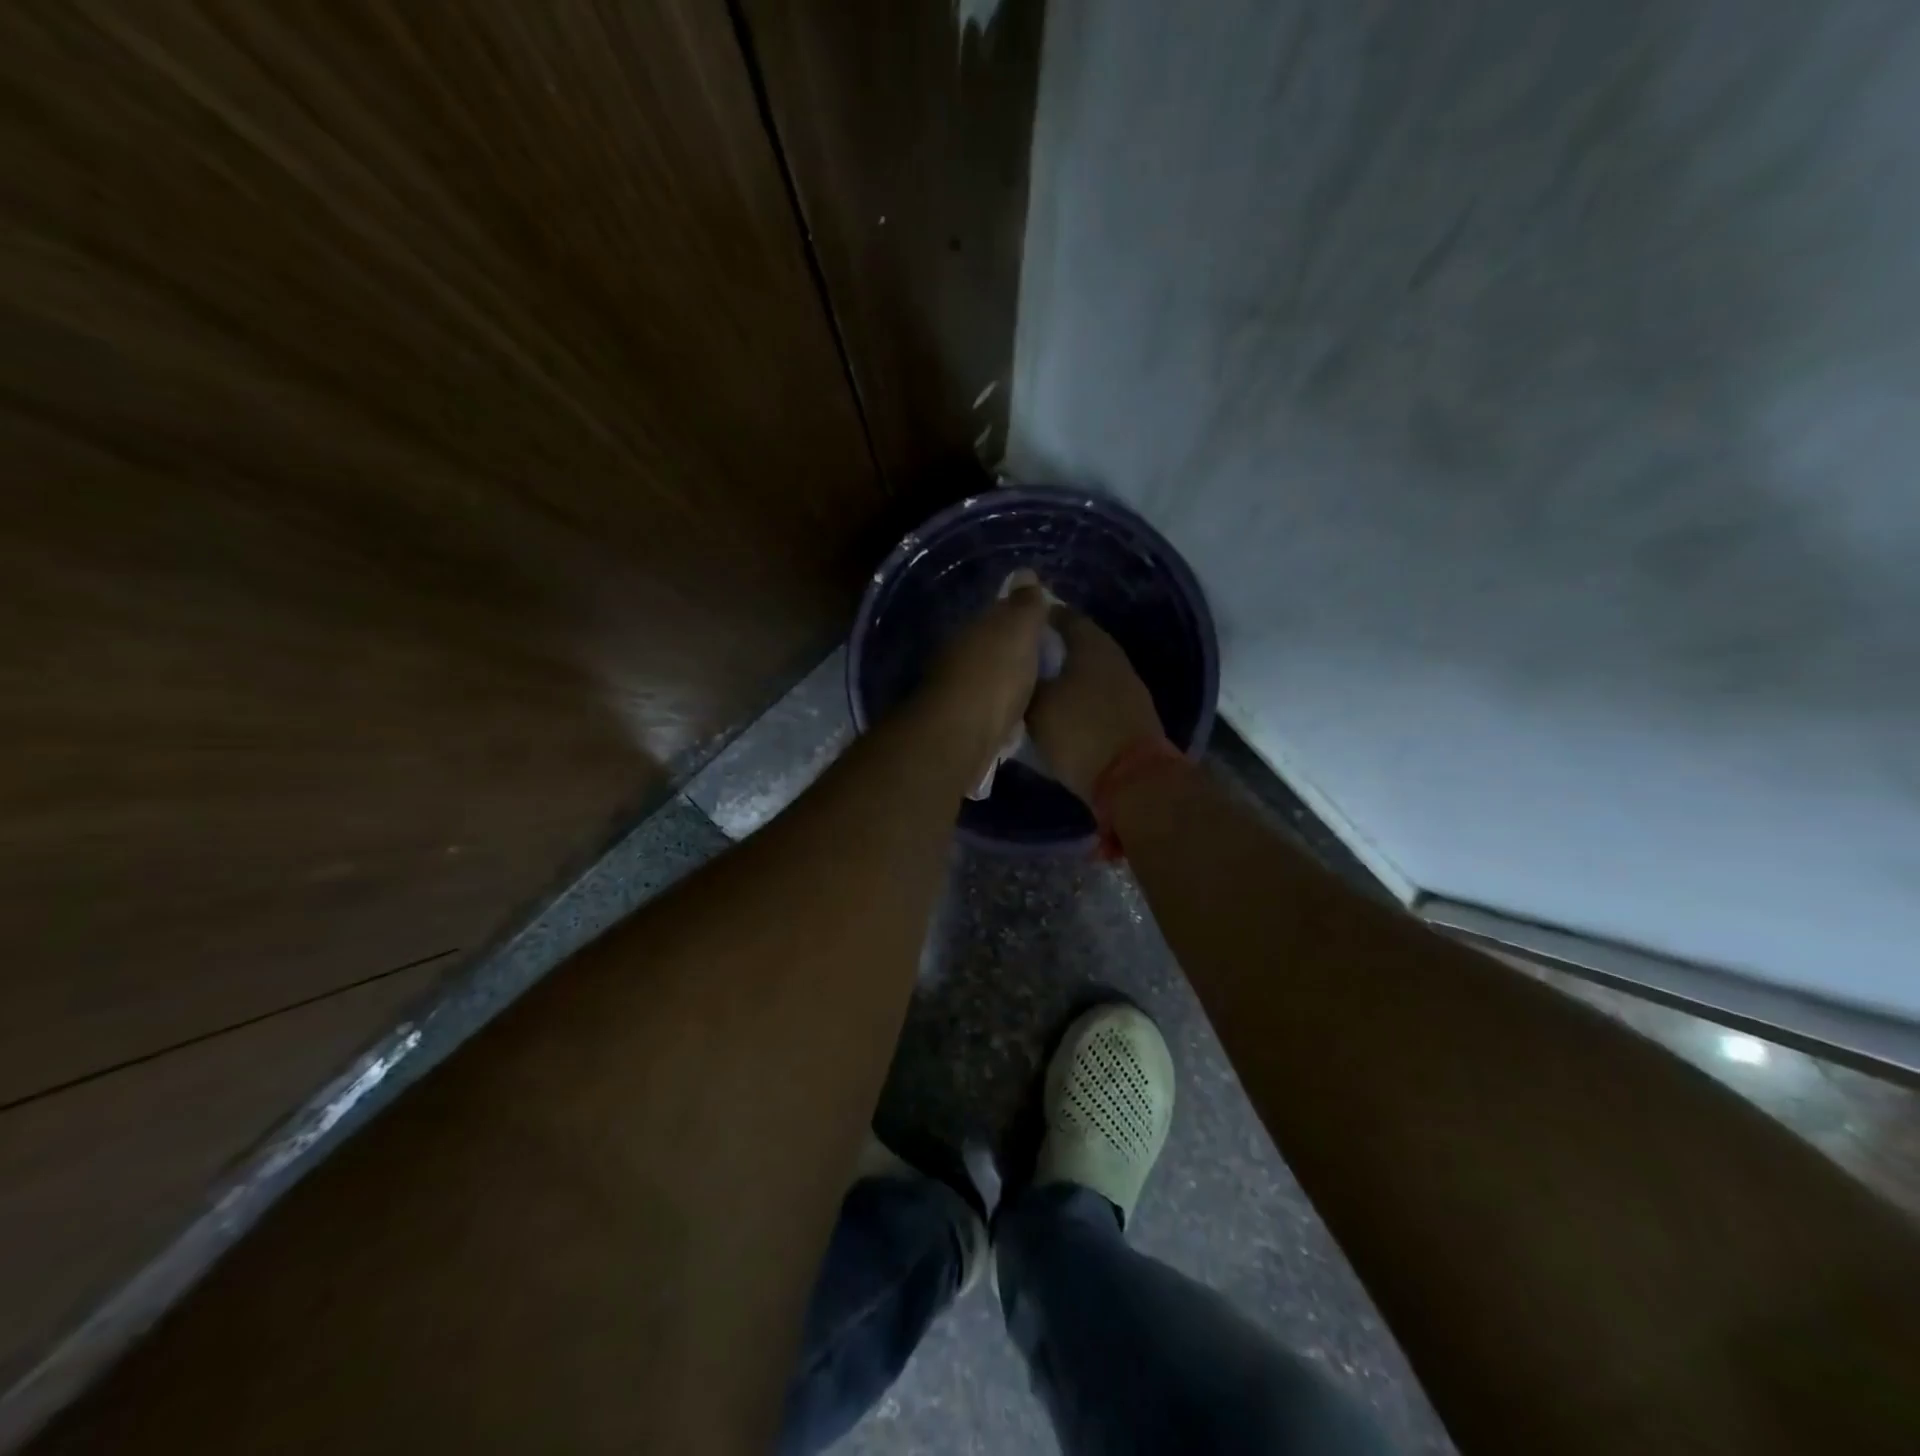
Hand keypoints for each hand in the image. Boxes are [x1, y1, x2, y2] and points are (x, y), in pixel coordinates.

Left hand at [914, 584, 1051, 779]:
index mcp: (972, 630)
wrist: (959, 735)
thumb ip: (1024, 605)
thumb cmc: (994, 676)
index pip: (997, 616)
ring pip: (986, 679)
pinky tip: (1016, 717)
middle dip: (1012, 652)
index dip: (1021, 619)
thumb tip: (1024, 573)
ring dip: (1004, 682)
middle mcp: (958, 656)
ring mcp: (956, 692)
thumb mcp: (1018, 631)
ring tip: (1035, 690)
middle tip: (1045, 661)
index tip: (1045, 627)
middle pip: (990, 648)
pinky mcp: (960, 725)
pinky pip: (987, 709)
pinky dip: (1000, 709)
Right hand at [1026, 608, 1165, 802]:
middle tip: (1020, 659)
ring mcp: (1127, 688)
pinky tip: (1058, 711)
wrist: (1133, 779)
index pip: (1063, 616)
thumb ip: (1025, 683)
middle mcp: (1113, 658)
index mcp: (1091, 644)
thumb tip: (1016, 670)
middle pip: (1078, 644)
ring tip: (1034, 687)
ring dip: (1064, 677)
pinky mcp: (1131, 716)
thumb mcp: (1037, 707)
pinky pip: (1096, 697)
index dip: (1039, 618)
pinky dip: (1077, 699)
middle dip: (1050, 649)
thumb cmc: (1080, 731)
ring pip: (1087, 672)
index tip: (1015, 625)